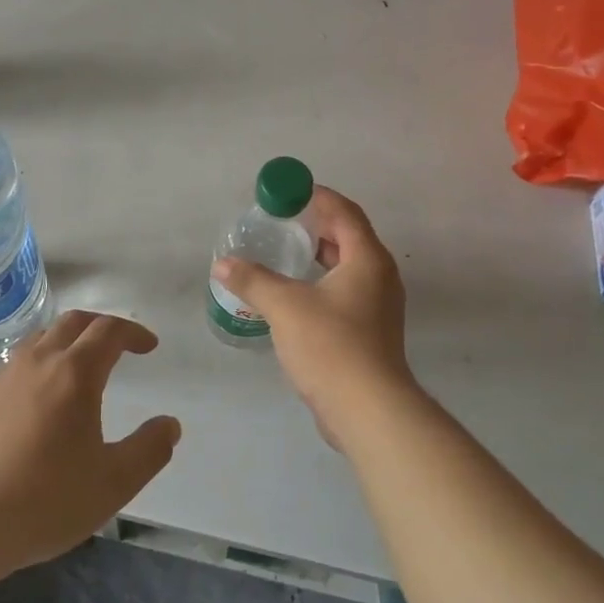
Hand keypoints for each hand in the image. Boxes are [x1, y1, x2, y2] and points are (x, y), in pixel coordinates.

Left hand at [0, 311, 180, 579]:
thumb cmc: (44, 502)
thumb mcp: (113, 484)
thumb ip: (149, 450)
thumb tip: (169, 425)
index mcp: (74, 374)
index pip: (109, 331)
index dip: (133, 332)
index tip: (148, 346)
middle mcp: (37, 363)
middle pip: (73, 322)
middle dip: (101, 326)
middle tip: (118, 346)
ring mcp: (1, 378)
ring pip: (40, 338)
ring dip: (67, 341)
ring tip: (78, 367)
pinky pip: (14, 365)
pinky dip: (37, 365)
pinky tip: (36, 402)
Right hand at [211, 186, 417, 446]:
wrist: (368, 410)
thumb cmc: (331, 346)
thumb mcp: (285, 307)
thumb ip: (253, 280)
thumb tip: (223, 264)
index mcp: (367, 259)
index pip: (344, 212)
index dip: (318, 197)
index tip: (289, 192)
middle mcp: (380, 276)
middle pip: (349, 237)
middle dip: (317, 226)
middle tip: (282, 222)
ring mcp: (379, 306)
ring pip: (349, 267)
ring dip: (320, 256)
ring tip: (285, 254)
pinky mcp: (372, 331)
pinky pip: (347, 292)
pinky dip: (323, 282)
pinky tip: (296, 295)